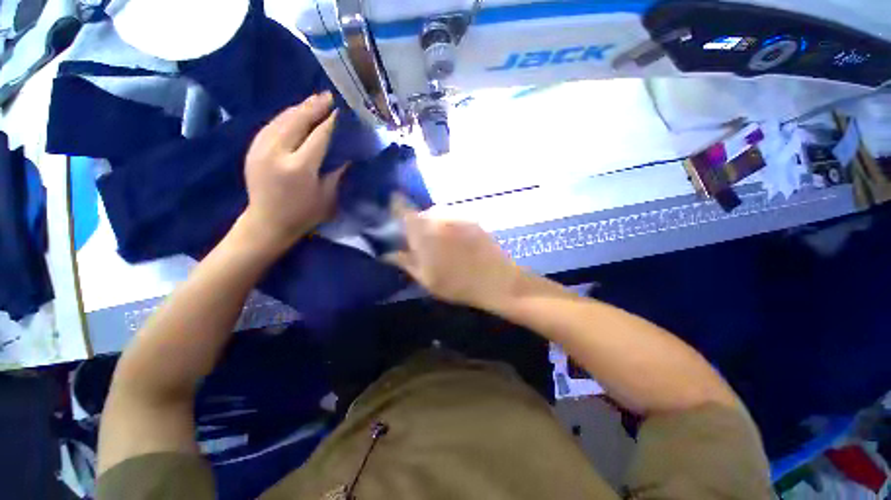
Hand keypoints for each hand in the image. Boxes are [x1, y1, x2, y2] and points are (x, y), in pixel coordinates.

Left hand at [241, 92, 346, 247]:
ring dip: (299, 108)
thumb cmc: (304, 214)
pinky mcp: (253, 150)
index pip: (318, 137)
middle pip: (297, 122)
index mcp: (300, 168)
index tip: (339, 110)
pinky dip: (285, 117)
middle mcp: (278, 154)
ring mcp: (261, 150)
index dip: (329, 122)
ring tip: (313, 100)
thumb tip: (346, 154)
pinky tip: (295, 113)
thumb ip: (335, 172)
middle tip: (327, 96)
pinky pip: (270, 126)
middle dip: (313, 107)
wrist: (268, 222)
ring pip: (281, 120)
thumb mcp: (327, 196)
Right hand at [385, 201, 525, 310]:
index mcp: (423, 230)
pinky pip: (453, 218)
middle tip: (420, 243)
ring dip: (434, 225)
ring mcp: (458, 215)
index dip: (395, 208)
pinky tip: (457, 244)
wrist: (498, 280)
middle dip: (416, 224)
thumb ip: (406, 262)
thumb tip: (388, 253)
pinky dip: (449, 226)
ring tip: (441, 245)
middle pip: (420, 213)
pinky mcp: (473, 219)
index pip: (401, 208)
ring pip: (437, 215)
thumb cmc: (458, 284)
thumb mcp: (426, 278)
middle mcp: (439, 215)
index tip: (393, 216)